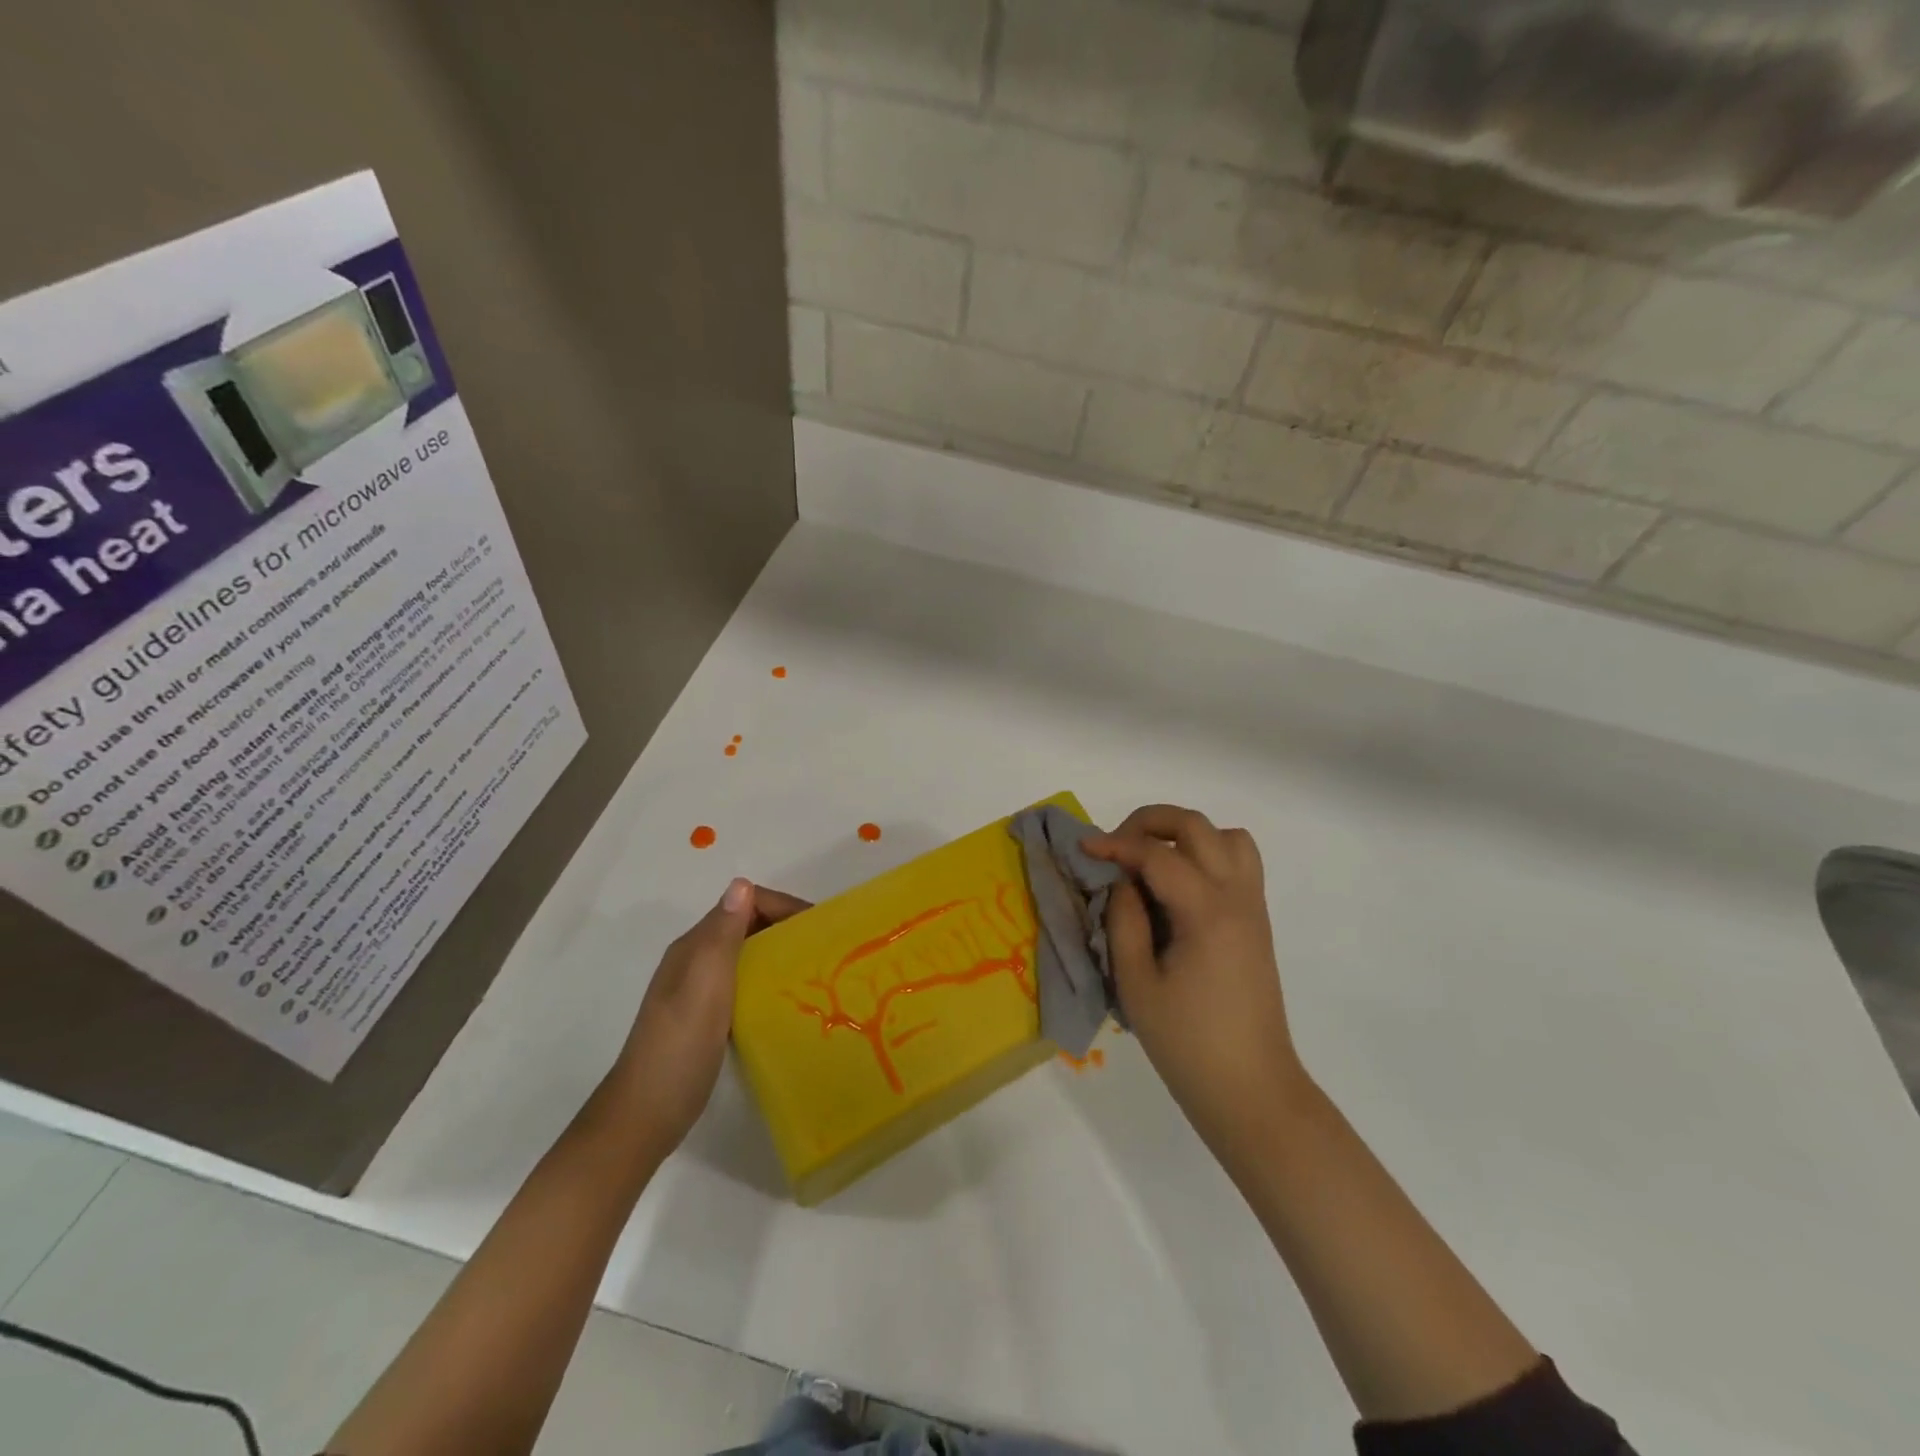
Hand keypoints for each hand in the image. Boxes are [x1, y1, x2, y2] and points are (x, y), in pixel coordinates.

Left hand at [608, 878, 809, 1158]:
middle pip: (748, 926)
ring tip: (815, 975)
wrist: (644, 1116)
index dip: (782, 906)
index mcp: (694, 947)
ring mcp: (700, 990)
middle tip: (825, 952)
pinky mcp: (708, 1018)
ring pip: (749, 955)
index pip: (744, 904)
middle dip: (786, 929)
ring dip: (780, 955)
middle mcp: (697, 960)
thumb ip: (722, 936)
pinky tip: (787, 1002)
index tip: (819, 928)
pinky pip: (746, 984)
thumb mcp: (703, 987)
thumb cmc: (677, 1049)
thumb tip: (742, 884)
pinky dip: (769, 982)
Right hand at [1086, 806, 1305, 1156]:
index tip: (1083, 847)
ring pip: (1227, 837)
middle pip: (1197, 827)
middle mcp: (1237, 897)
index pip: (1157, 854)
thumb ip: (1124, 921)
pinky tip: (1178, 886)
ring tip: (1152, 860)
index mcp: (1206, 912)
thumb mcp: (1137, 984)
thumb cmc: (1187, 1044)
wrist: (1251, 1089)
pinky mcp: (1256, 922)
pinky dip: (1207, 854)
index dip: (1116, 844)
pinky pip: (1239, 863)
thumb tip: (1122, 882)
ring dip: (1186, 835)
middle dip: (1151, 822)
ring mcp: (1252, 907)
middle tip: (1116, 845)